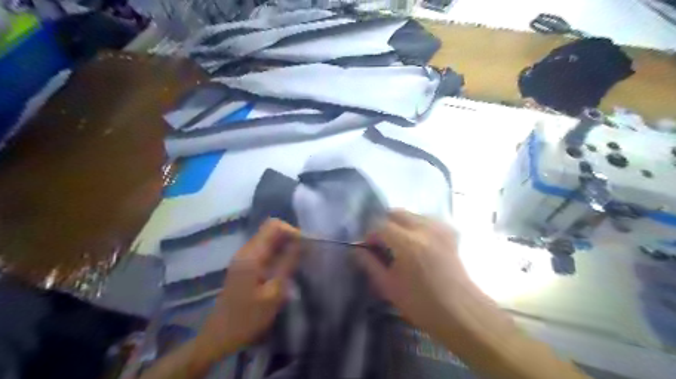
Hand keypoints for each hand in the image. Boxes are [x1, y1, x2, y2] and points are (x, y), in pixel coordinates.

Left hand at [196, 218, 299, 362]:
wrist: (219, 336)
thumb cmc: (248, 317)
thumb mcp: (274, 292)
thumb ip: (288, 263)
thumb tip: (302, 242)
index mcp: (252, 255)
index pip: (274, 226)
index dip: (292, 231)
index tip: (306, 246)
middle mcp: (246, 250)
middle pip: (271, 230)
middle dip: (290, 238)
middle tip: (305, 254)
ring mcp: (243, 257)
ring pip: (268, 240)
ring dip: (285, 246)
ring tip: (298, 261)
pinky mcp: (244, 265)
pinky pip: (264, 250)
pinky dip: (277, 253)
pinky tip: (285, 268)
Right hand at [359, 211, 471, 337]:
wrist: (460, 311)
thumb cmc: (421, 303)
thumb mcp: (388, 286)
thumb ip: (369, 264)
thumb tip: (356, 250)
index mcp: (408, 243)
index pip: (380, 225)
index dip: (370, 235)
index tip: (368, 248)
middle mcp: (425, 228)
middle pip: (396, 212)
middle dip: (384, 224)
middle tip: (382, 243)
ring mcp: (440, 228)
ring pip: (412, 214)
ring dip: (400, 224)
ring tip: (399, 244)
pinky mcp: (449, 232)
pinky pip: (427, 219)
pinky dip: (417, 226)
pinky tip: (417, 242)